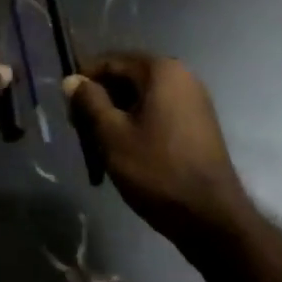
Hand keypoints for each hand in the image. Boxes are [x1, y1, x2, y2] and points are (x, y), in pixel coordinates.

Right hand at [63, 52, 250, 251]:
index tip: (69, 111)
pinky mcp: (199, 123)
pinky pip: (160, 113)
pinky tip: (129, 153)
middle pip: (127, 78)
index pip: (110, 62)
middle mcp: (181, 75)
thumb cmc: (158, 171)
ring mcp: (194, 99)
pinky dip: (140, 126)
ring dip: (119, 117)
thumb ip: (89, 102)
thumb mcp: (112, 136)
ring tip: (102, 148)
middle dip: (102, 102)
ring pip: (142, 98)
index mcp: (160, 69)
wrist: (213, 219)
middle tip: (83, 133)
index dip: (84, 83)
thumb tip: (71, 80)